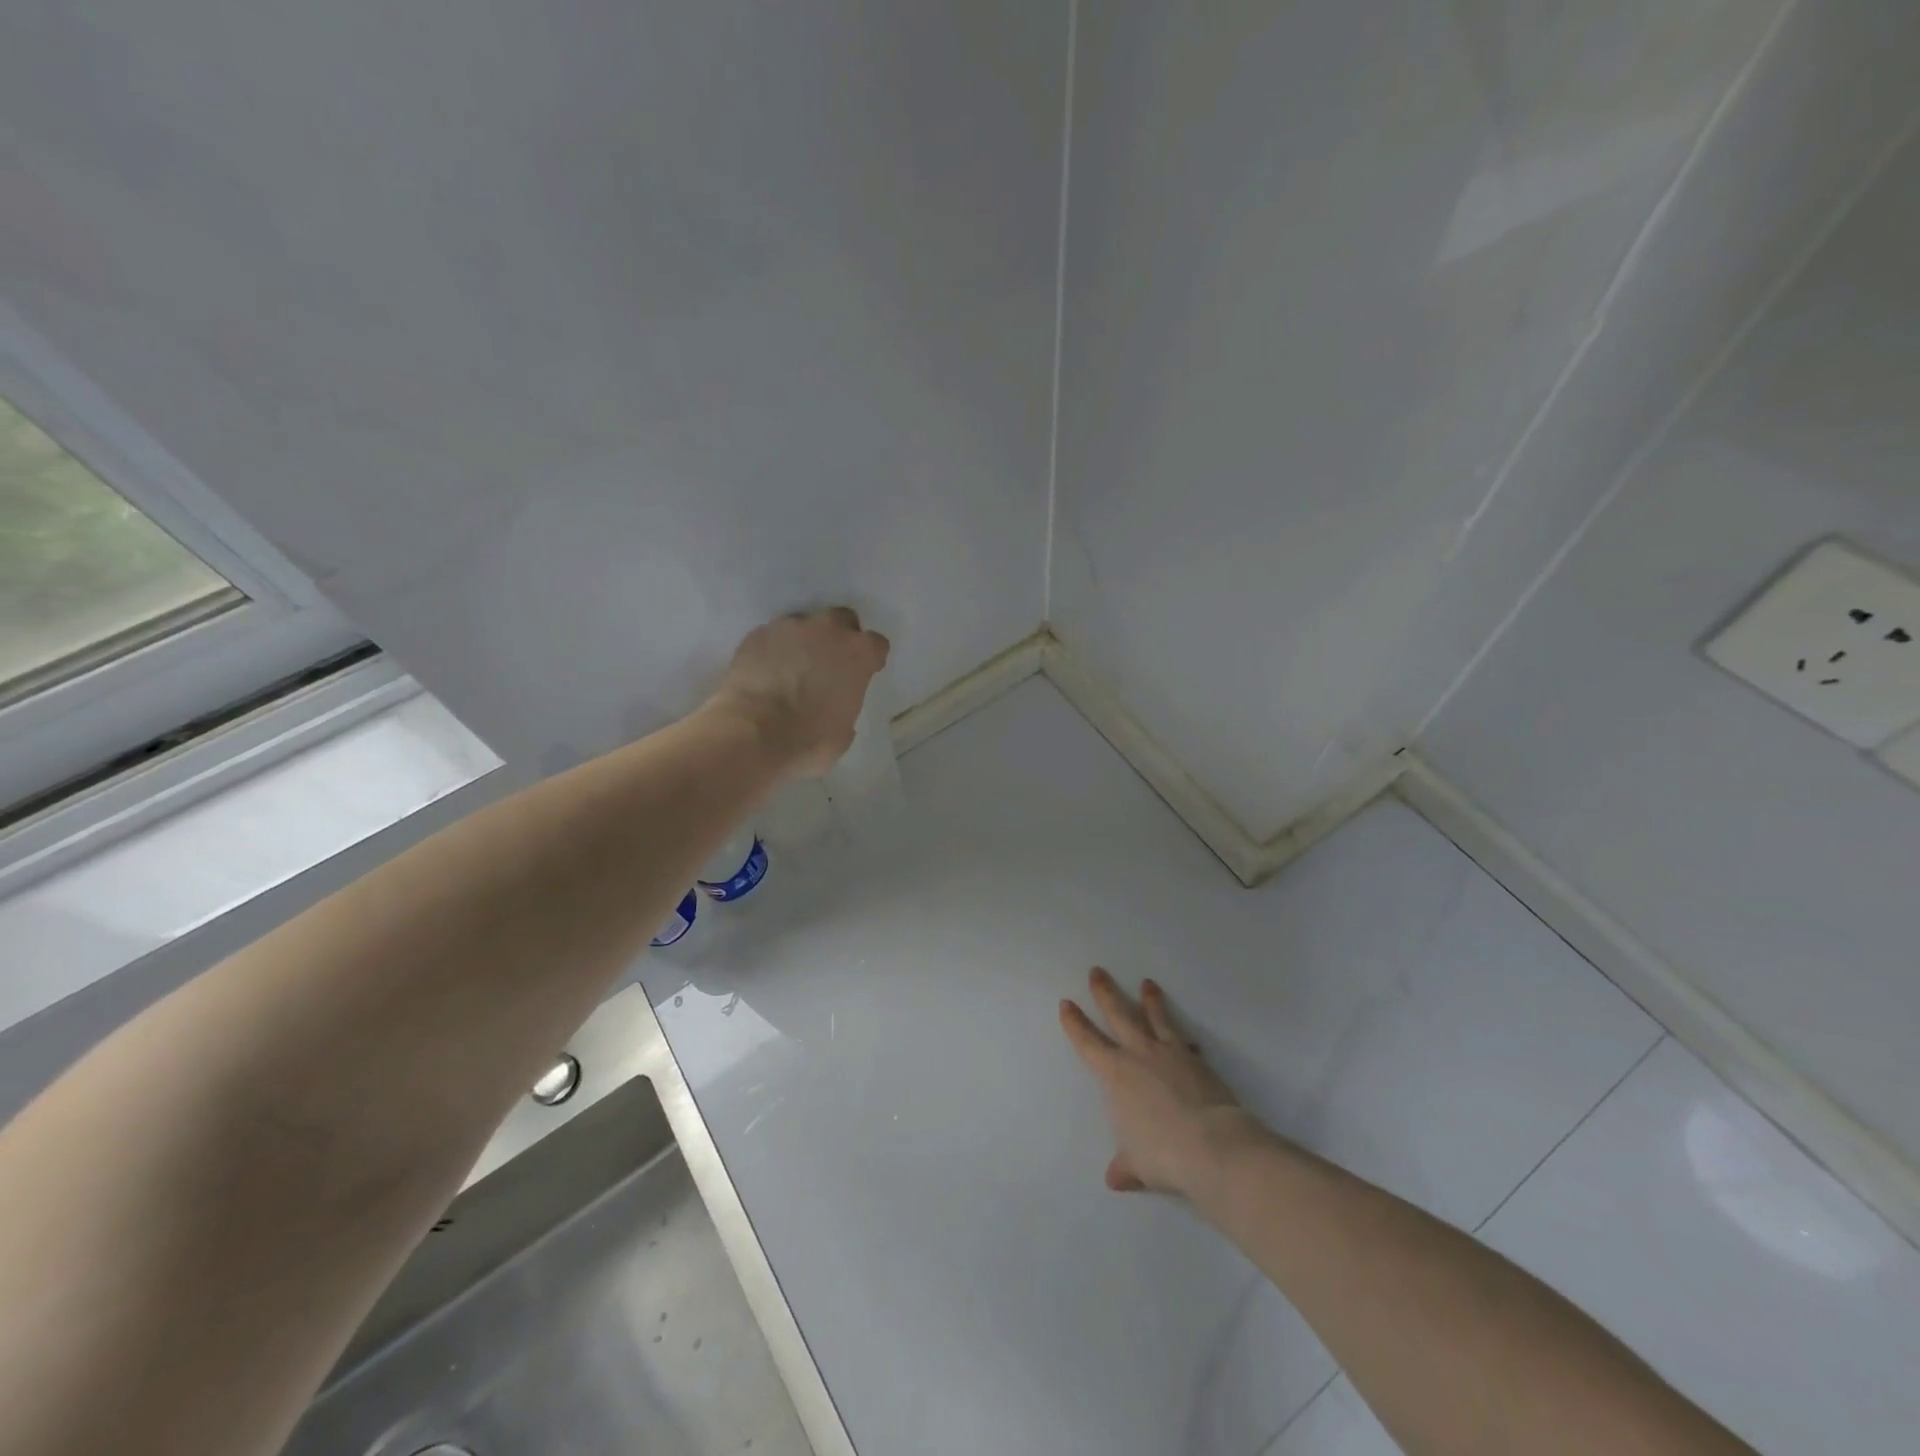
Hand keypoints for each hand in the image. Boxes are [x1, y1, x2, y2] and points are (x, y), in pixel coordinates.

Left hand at [707, 608, 890, 778]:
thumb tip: (835, 707)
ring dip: (803, 642)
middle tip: (828, 663)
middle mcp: (828, 630)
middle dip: (838, 637)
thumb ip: (846, 706)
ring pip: (804, 626)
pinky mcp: (758, 634)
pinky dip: (774, 650)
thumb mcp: (844, 732)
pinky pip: (773, 636)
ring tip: (791, 669)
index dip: (870, 658)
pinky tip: (766, 672)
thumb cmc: (808, 740)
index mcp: (858, 654)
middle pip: (842, 620)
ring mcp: (790, 627)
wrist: (753, 734)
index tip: (863, 672)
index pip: (876, 644)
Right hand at [1059, 968, 1266, 1196]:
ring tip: (1148, 984)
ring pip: (1156, 1018)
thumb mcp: (1138, 1164)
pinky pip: (1185, 1041)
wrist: (1212, 1145)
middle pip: (1119, 1015)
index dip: (1075, 1023)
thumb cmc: (1163, 1153)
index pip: (1088, 1042)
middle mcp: (1139, 1055)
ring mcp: (1170, 1053)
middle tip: (1098, 972)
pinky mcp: (1198, 1060)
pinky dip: (1182, 1037)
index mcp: (1115, 1075)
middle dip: (1106, 993)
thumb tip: (1115, 1179)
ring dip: (1150, 1001)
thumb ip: (1126, 1165)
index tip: (1067, 1004)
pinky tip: (1187, 1037)